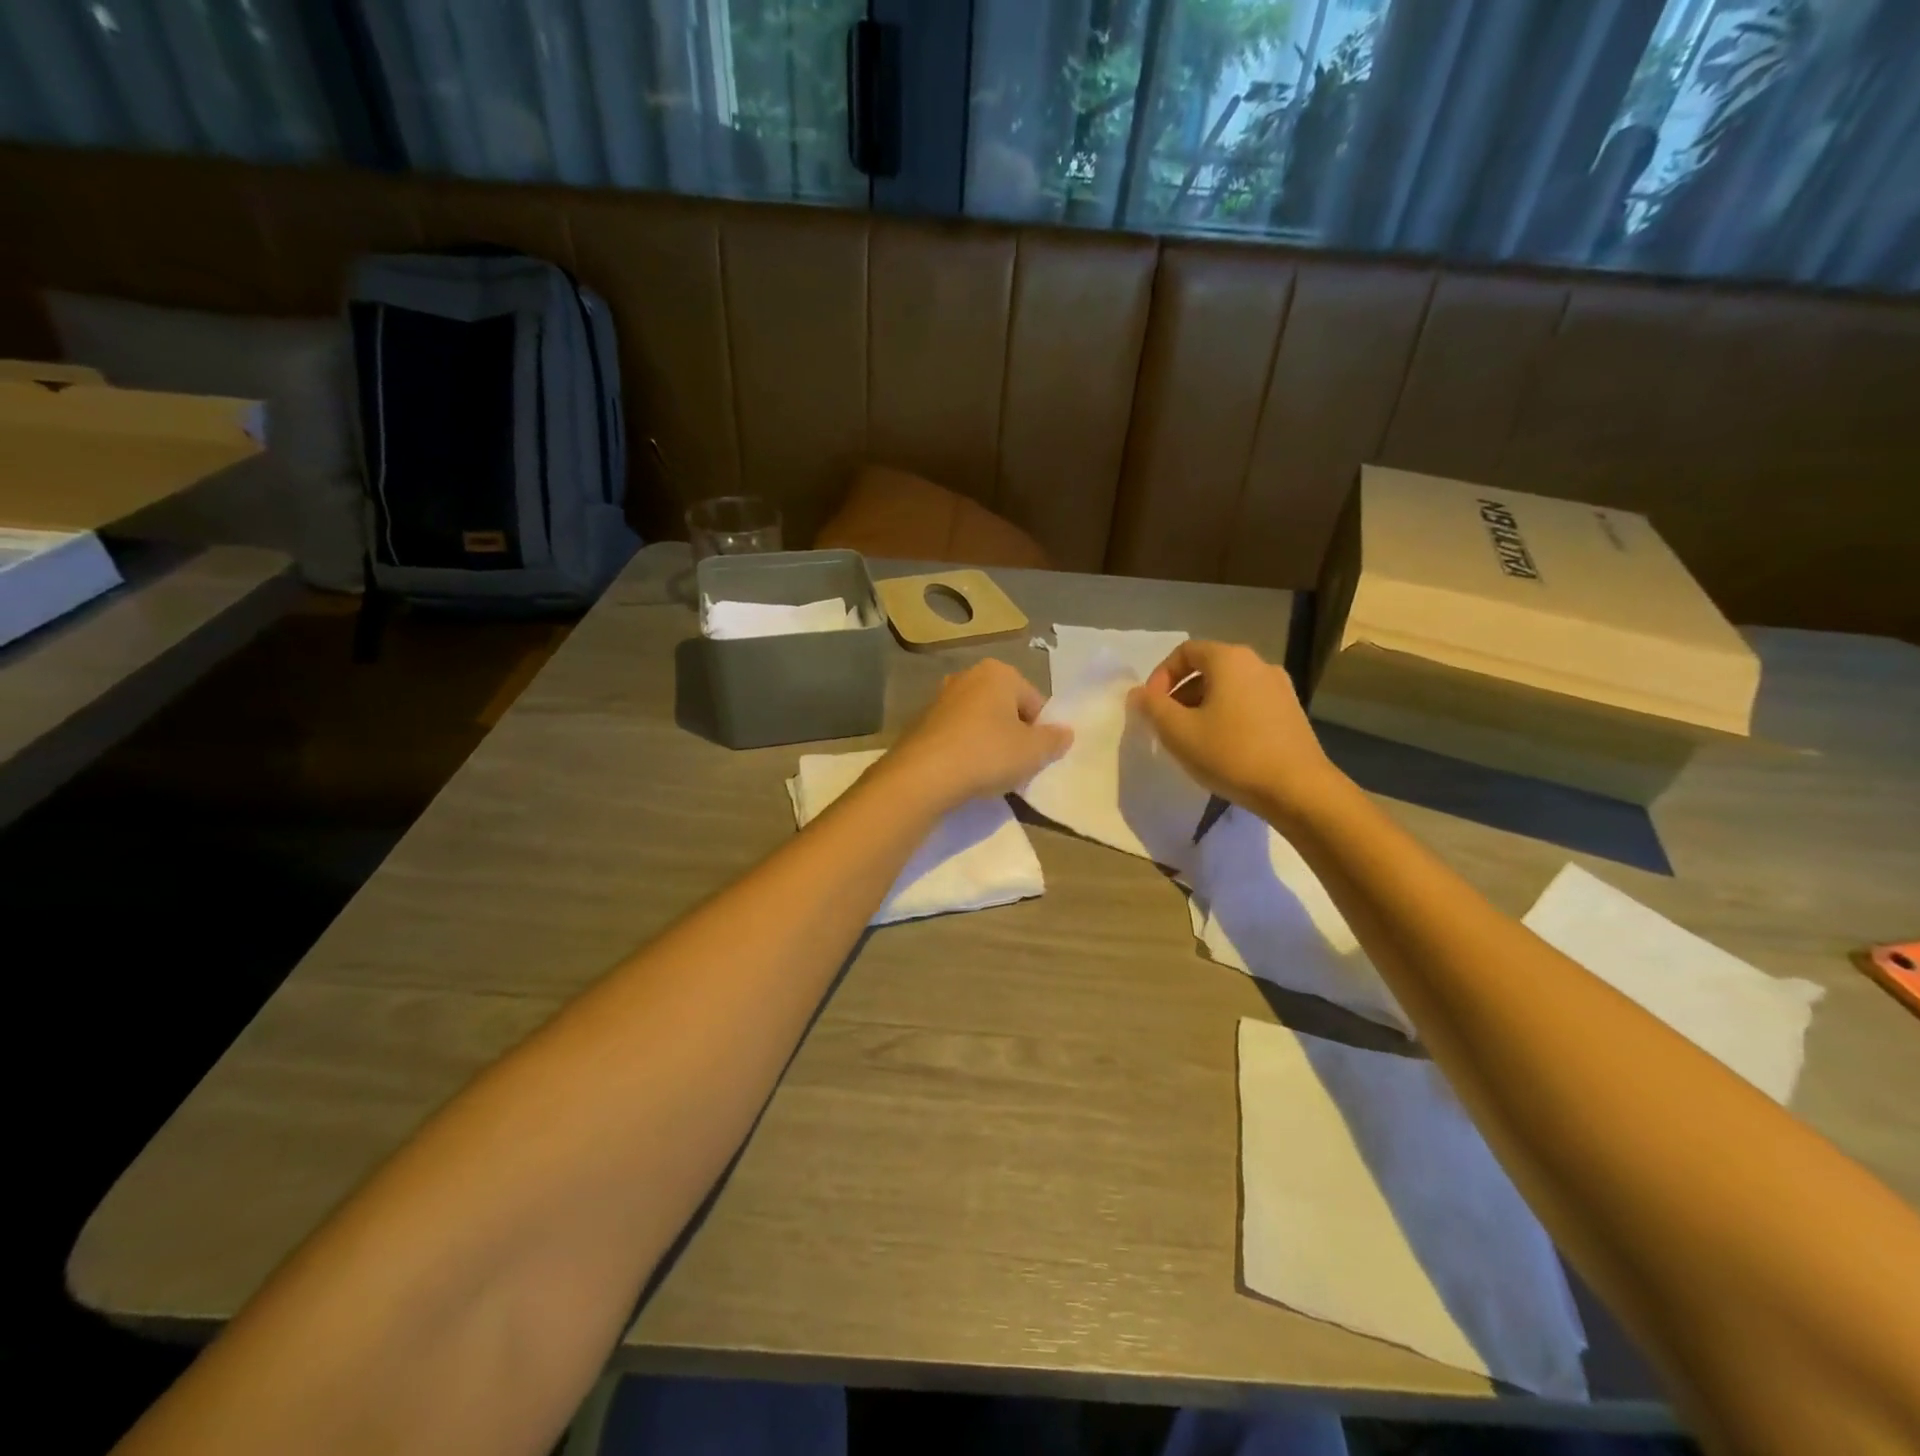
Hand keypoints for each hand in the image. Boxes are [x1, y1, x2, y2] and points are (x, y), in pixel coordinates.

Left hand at [878, 659, 1072, 812]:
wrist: (924, 775)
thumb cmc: (987, 754)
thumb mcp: (1033, 751)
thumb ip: (1054, 740)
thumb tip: (1065, 733)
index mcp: (998, 672)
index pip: (1034, 701)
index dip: (1041, 731)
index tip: (1035, 757)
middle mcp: (967, 676)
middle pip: (1006, 709)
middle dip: (1014, 734)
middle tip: (1015, 765)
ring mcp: (941, 698)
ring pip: (980, 722)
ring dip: (989, 743)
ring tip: (990, 773)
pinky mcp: (922, 722)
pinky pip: (957, 735)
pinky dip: (965, 750)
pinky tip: (965, 773)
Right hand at [1128, 640, 1345, 823]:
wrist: (1298, 789)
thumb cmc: (1231, 754)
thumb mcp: (1178, 732)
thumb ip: (1152, 707)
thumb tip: (1138, 693)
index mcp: (1230, 659)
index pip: (1185, 652)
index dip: (1160, 676)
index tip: (1151, 707)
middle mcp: (1258, 664)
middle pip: (1208, 668)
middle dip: (1180, 694)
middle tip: (1167, 726)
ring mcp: (1279, 688)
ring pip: (1228, 688)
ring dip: (1203, 707)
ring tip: (1192, 740)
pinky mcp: (1291, 712)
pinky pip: (1248, 704)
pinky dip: (1227, 716)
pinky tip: (1222, 748)